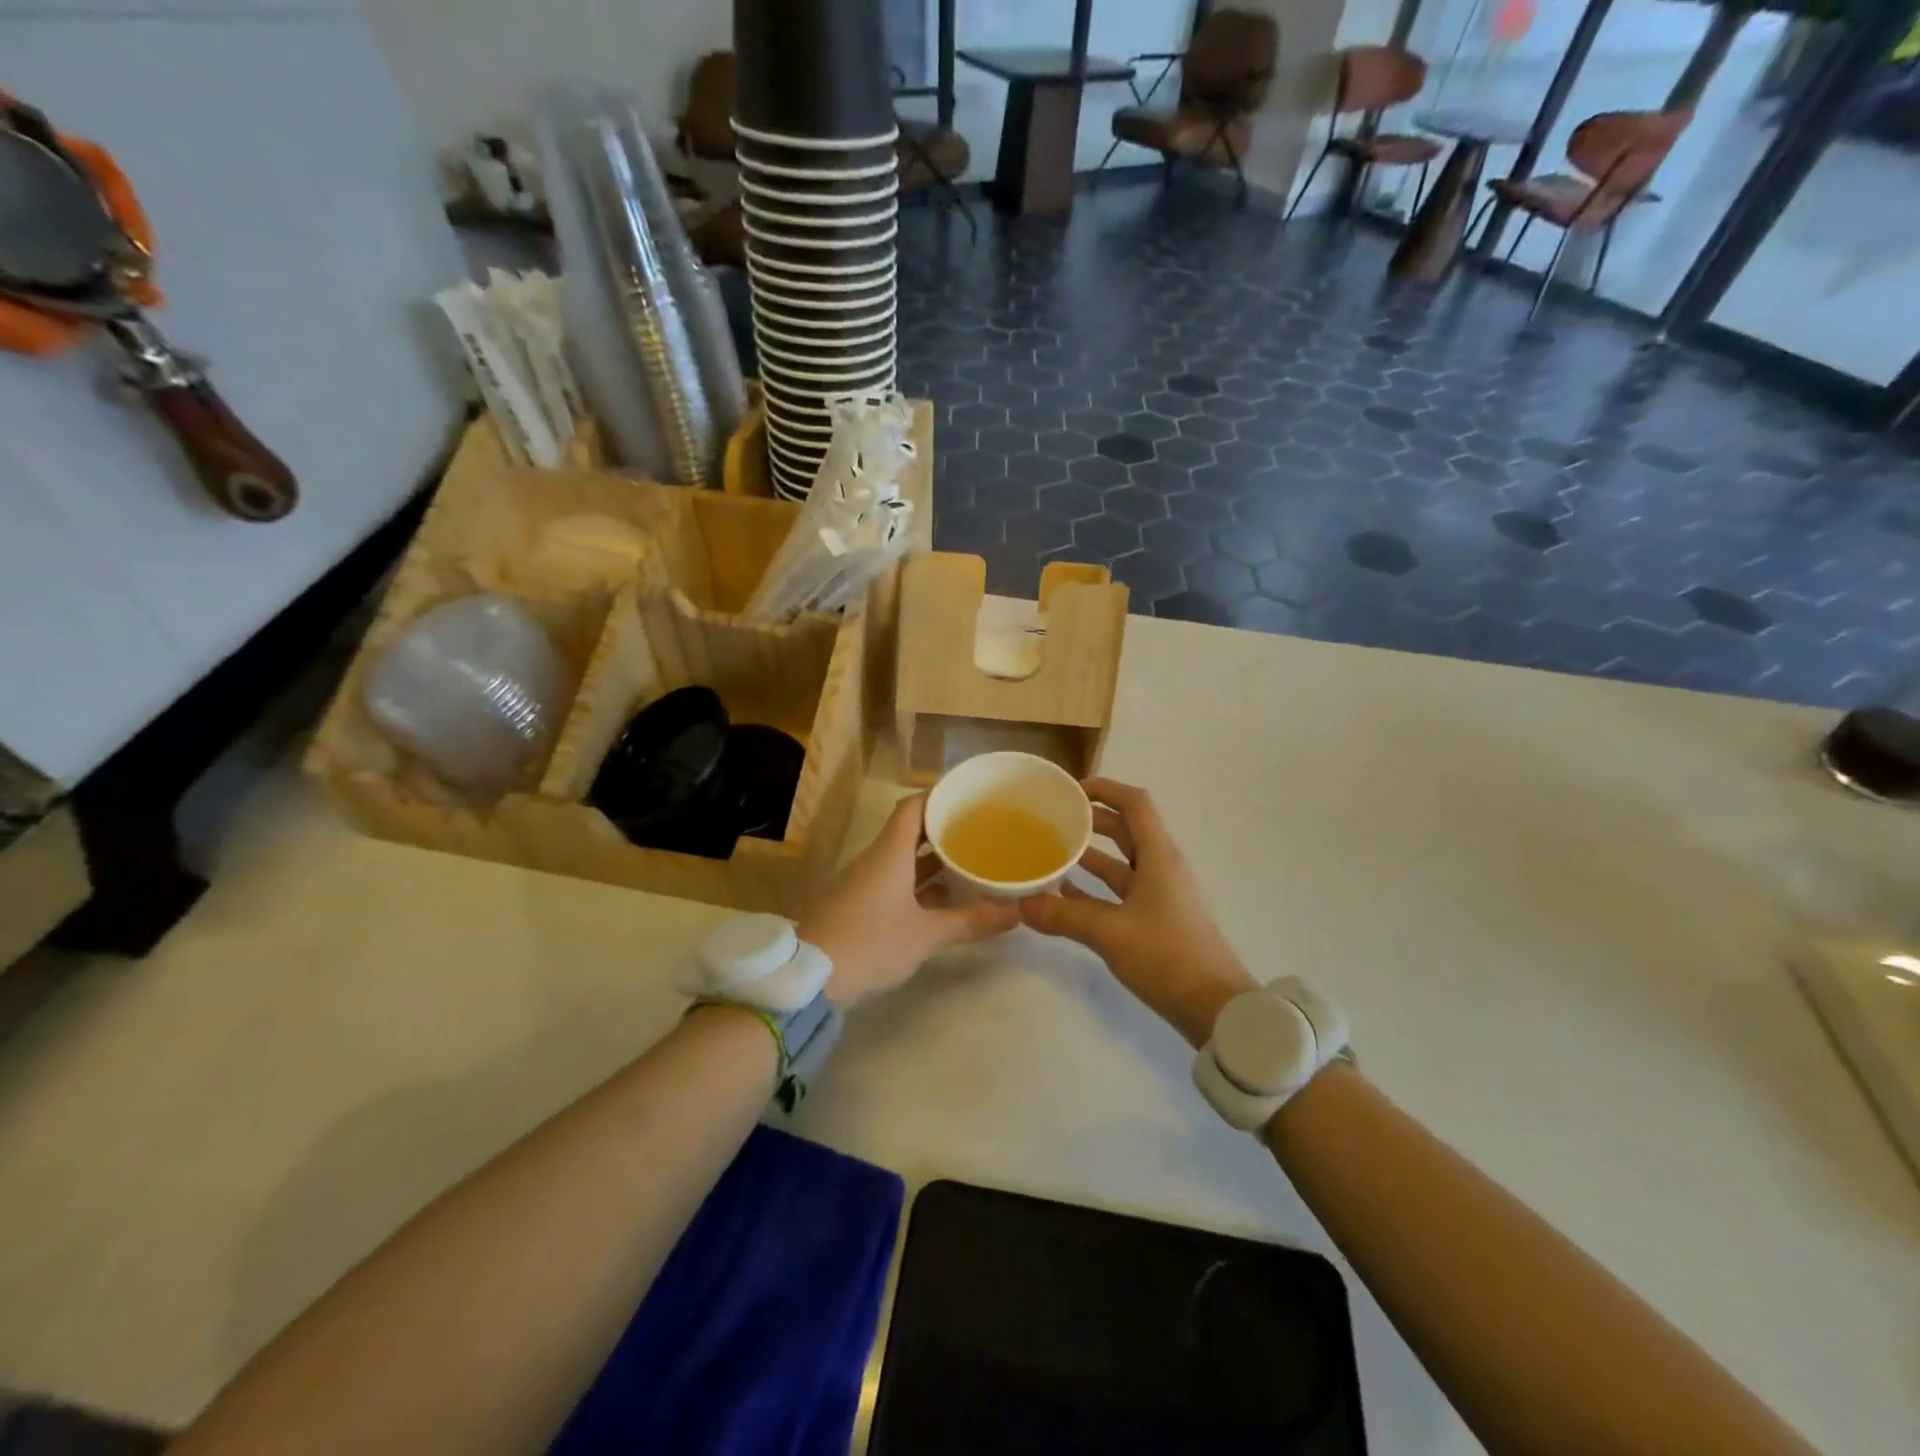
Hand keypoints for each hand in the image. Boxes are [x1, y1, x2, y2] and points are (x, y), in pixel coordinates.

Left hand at [801, 794, 1017, 1006]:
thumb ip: (970, 921)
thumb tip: (1016, 912)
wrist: (810, 979)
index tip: (968, 798)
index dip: (938, 797)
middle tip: (980, 832)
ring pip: (902, 860)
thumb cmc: (871, 943)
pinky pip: (892, 882)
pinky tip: (942, 899)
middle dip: (943, 832)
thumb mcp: (926, 935)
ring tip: (968, 862)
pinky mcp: (857, 906)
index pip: (913, 807)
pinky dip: (917, 884)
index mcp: (889, 853)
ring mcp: (863, 883)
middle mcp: (875, 860)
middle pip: (909, 832)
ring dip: (931, 861)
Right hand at [1019, 777, 1255, 1047]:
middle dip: (1091, 821)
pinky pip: (1119, 893)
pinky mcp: (1154, 921)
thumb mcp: (1110, 933)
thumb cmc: (1167, 956)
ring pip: (1120, 863)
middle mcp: (1160, 868)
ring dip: (1090, 856)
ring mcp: (1159, 896)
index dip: (1105, 789)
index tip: (1070, 791)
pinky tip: (1064, 896)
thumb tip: (1021, 906)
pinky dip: (1094, 889)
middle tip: (1053, 820)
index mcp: (1158, 857)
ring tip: (1051, 853)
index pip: (1135, 803)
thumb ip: (1063, 916)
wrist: (1215, 1007)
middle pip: (1126, 830)